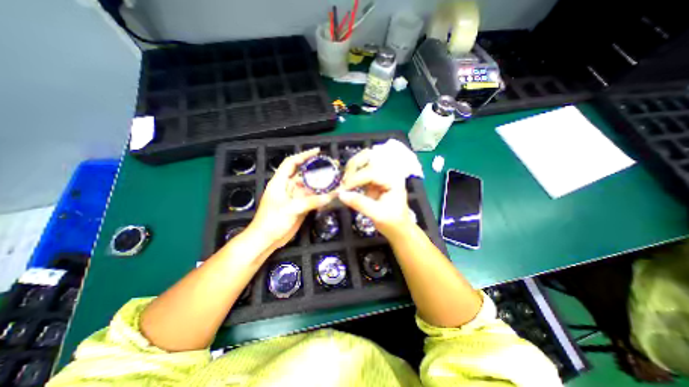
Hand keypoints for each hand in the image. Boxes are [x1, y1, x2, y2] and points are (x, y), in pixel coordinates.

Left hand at [247, 147, 336, 248]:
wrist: (266, 239)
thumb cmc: (272, 221)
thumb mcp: (291, 209)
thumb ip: (311, 202)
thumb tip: (330, 196)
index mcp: (280, 182)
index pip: (292, 163)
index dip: (304, 155)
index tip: (318, 152)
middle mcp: (288, 187)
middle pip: (304, 174)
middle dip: (317, 169)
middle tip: (333, 166)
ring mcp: (295, 197)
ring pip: (310, 187)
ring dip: (321, 184)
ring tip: (335, 179)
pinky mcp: (300, 206)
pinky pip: (312, 198)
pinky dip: (321, 196)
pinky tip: (331, 194)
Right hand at [337, 149, 410, 236]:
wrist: (398, 228)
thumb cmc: (392, 222)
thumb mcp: (377, 214)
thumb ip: (359, 203)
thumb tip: (341, 194)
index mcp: (394, 178)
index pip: (372, 172)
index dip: (355, 179)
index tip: (342, 189)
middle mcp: (388, 171)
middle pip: (368, 157)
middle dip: (353, 167)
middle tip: (343, 182)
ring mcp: (381, 173)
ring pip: (363, 160)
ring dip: (351, 169)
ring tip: (344, 183)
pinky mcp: (374, 178)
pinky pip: (360, 170)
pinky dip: (351, 175)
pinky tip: (346, 184)